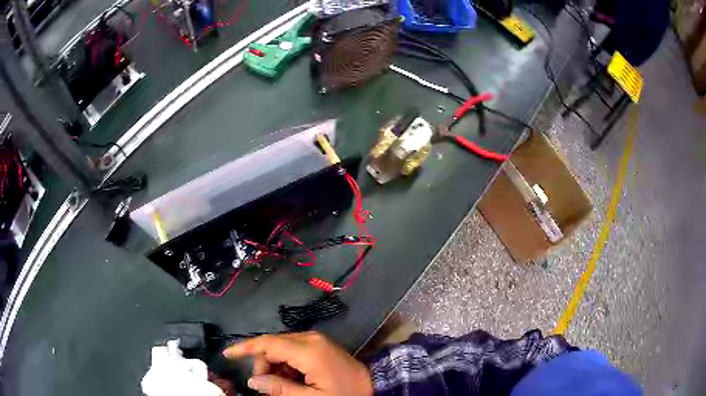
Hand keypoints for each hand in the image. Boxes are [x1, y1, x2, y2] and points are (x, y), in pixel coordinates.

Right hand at [223, 332, 372, 395]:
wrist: (374, 386)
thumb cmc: (344, 395)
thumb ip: (280, 389)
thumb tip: (253, 380)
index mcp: (308, 350)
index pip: (267, 344)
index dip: (245, 348)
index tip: (227, 354)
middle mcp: (309, 338)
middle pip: (272, 345)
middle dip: (263, 364)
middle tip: (268, 386)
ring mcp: (315, 340)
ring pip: (281, 347)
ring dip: (275, 365)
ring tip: (283, 385)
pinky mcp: (319, 344)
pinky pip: (292, 349)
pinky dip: (286, 364)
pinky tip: (293, 379)